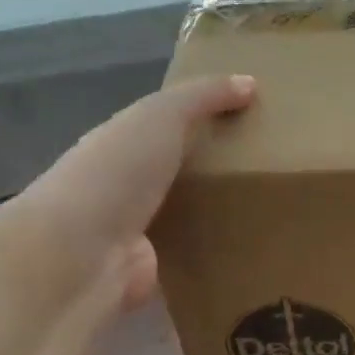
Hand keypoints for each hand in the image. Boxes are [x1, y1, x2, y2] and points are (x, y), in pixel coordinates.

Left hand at [6, 74, 255, 306]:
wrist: (81, 254)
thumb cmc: (117, 172)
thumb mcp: (161, 116)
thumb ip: (203, 97)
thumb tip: (250, 82)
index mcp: (122, 144)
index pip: (165, 127)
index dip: (202, 119)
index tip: (250, 119)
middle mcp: (127, 187)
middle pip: (179, 172)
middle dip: (217, 170)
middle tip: (273, 168)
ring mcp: (139, 232)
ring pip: (188, 216)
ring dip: (220, 215)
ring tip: (273, 210)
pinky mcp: (155, 271)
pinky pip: (193, 258)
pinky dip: (216, 255)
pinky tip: (253, 250)